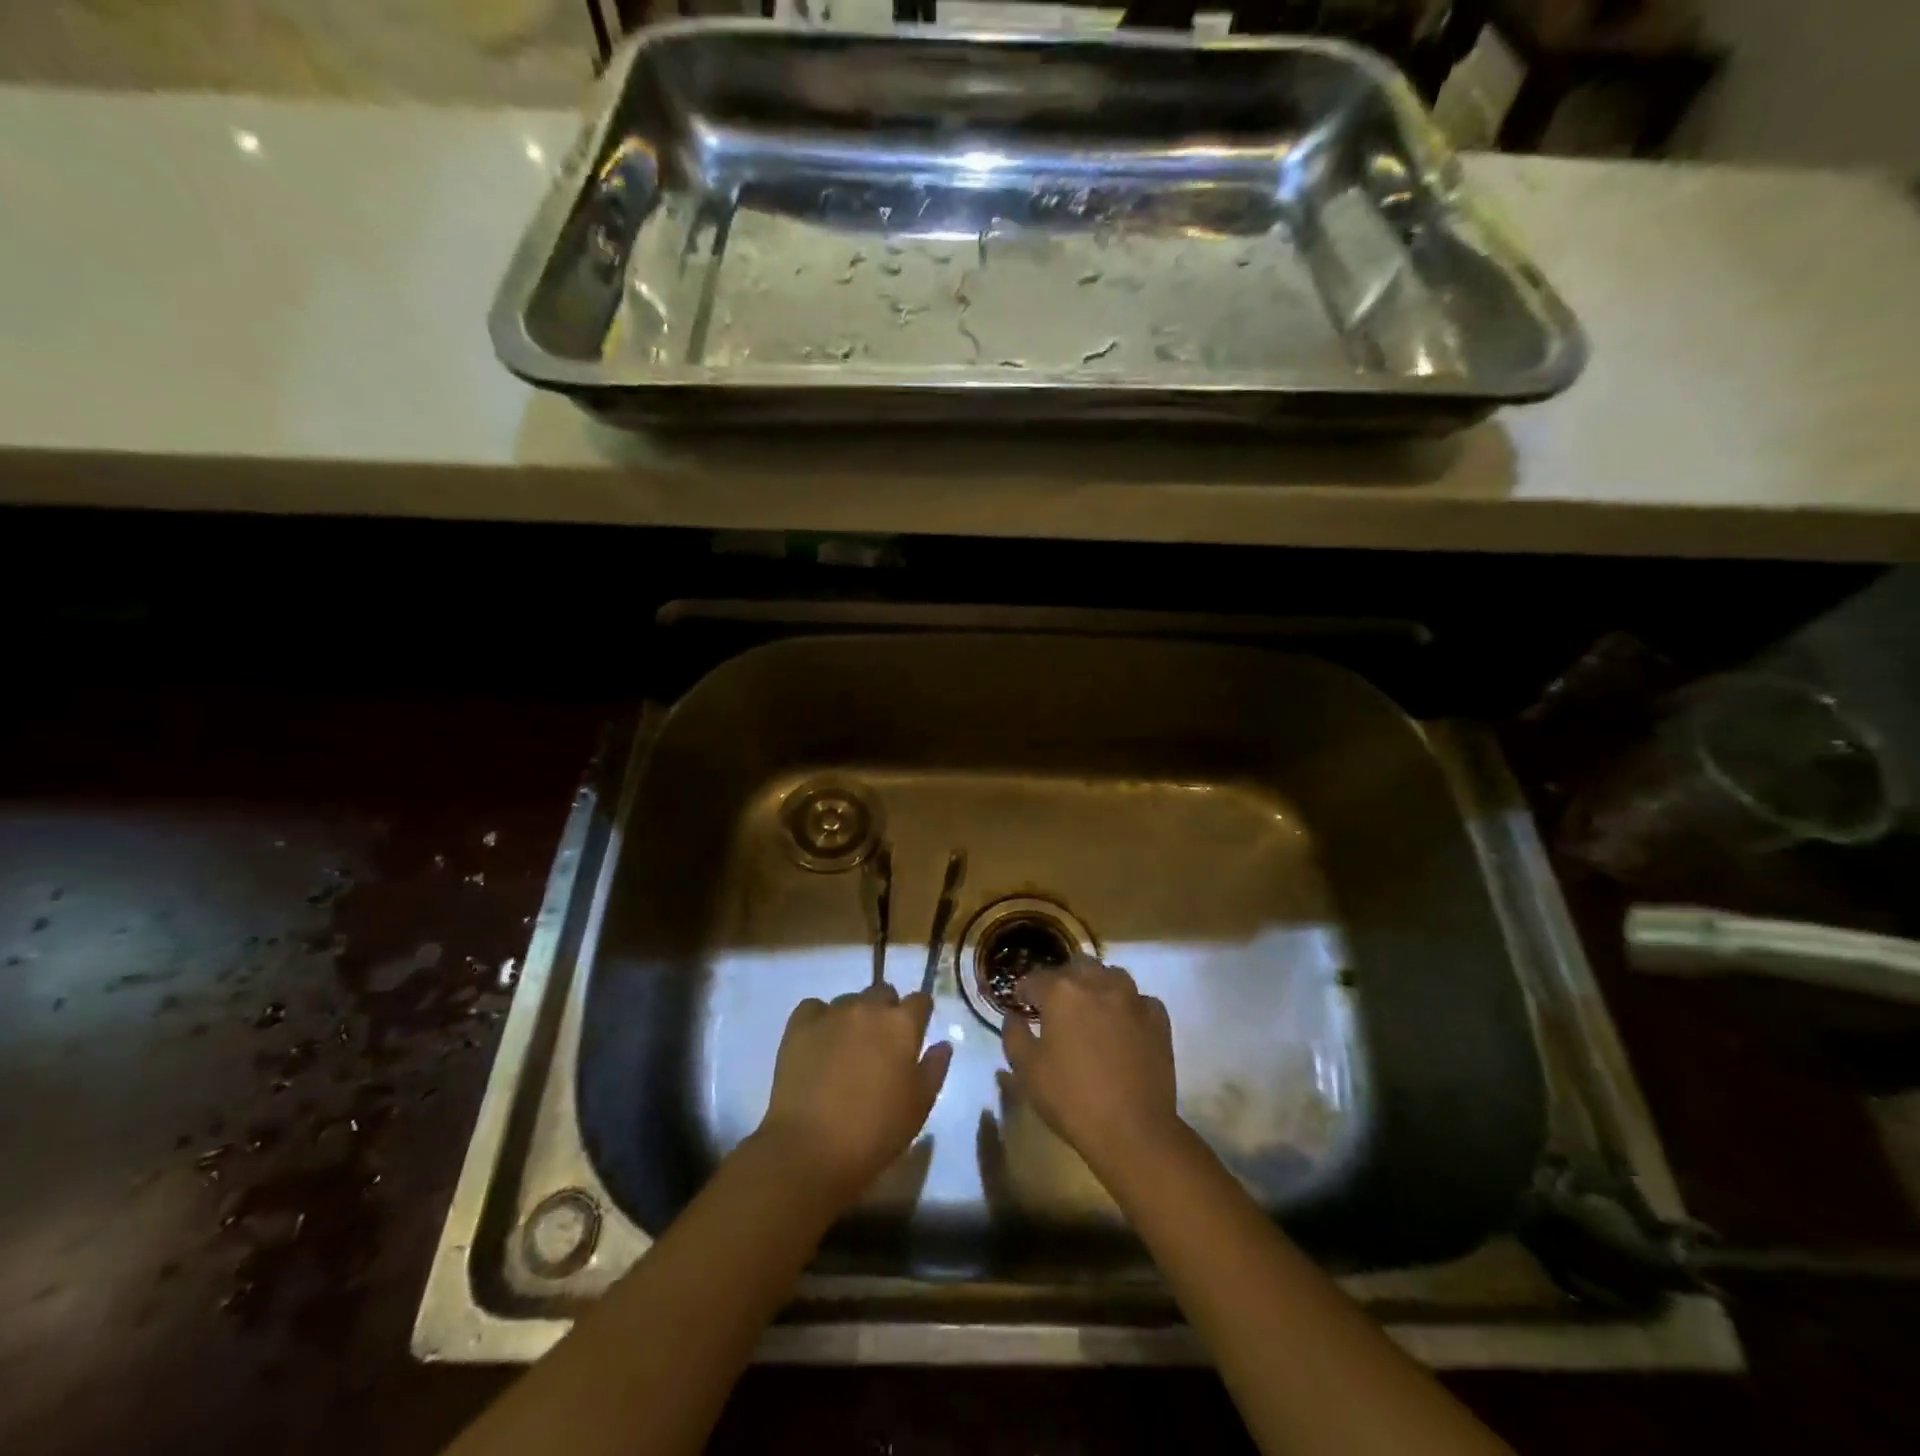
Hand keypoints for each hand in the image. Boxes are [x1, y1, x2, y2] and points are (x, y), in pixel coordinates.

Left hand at [753, 984, 952, 1210]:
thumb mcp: (919, 1107)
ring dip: (853, 1017)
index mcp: (902, 1025)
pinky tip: (818, 1044)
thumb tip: (943, 1044)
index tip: (916, 1033)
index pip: (920, 1001)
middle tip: (880, 1044)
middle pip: (883, 992)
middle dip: (886, 1010)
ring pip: (849, 1001)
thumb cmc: (875, 1132)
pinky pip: (814, 1008)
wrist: (810, 1149)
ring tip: (846, 1049)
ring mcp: (832, 1013)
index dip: (920, 1015)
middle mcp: (868, 1008)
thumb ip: (934, 1069)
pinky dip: (819, 1020)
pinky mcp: (799, 1025)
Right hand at [1002, 954, 1181, 1175]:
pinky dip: (1127, 1006)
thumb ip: (1014, 1034)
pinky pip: (1139, 999)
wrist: (1133, 1130)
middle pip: (1075, 967)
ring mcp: (1132, 998)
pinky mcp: (1157, 1017)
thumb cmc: (1071, 1099)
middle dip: (1062, 981)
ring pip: (1110, 975)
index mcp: (1062, 992)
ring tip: (1091, 1009)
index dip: (1024, 991)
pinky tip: (1123, 1025)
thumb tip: (1013, 1015)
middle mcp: (1097, 983)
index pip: (1035, 978)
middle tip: (1056, 1006)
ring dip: (1096, 985)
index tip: (1021, 1004)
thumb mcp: (1027, 1071)